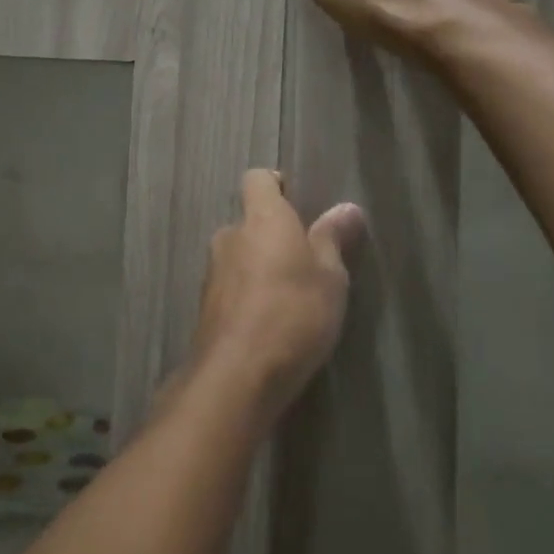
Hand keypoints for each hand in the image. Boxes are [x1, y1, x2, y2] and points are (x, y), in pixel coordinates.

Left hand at [188, 170, 365, 419]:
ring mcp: (213, 272)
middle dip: (272, 235)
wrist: (238, 375)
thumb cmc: (294, 313)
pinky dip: (248, 296)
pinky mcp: (206, 307)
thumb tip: (347, 208)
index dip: (275, 185)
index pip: (257, 179)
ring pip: (239, 256)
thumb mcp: (330, 277)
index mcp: (261, 218)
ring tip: (290, 296)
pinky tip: (270, 323)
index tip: (297, 202)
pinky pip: (231, 288)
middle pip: (250, 221)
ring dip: (259, 267)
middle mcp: (230, 236)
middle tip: (304, 260)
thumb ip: (334, 239)